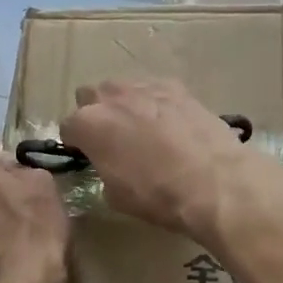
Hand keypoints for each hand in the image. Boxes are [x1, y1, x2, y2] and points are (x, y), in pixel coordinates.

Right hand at [59, 79, 281, 236]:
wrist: (214, 181)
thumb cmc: (157, 195)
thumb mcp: (115, 194)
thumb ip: (102, 169)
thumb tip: (108, 163)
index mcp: (89, 124)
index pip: (68, 127)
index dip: (76, 143)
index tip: (86, 156)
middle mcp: (112, 97)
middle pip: (90, 96)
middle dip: (95, 114)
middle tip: (111, 139)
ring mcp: (146, 87)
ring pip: (122, 88)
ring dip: (124, 105)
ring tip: (141, 129)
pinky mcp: (177, 87)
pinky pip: (153, 90)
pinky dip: (154, 103)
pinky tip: (168, 123)